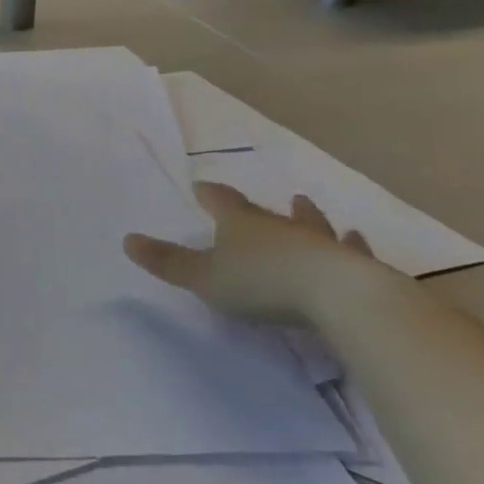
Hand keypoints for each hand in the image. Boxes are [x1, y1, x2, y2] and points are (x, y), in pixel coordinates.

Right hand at [124, 182, 395, 324]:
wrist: (337, 296)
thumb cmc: (261, 283)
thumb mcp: (204, 277)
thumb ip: (167, 261)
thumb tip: (127, 239)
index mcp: (241, 224)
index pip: (220, 201)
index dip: (209, 195)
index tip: (201, 186)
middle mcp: (280, 226)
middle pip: (264, 212)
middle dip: (256, 208)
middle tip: (251, 199)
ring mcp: (320, 242)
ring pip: (310, 224)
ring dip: (306, 216)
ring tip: (305, 204)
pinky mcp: (353, 265)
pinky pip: (350, 250)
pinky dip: (351, 245)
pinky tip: (356, 238)